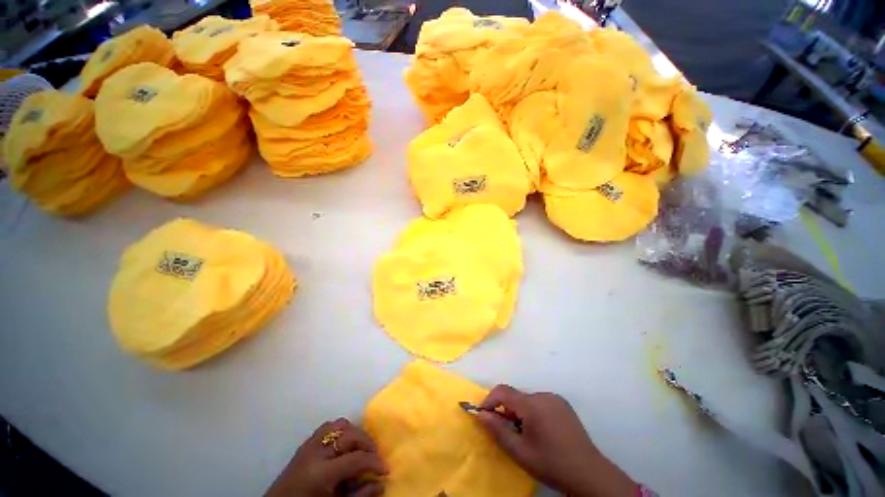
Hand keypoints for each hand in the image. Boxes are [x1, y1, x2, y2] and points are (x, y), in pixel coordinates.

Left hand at [265, 418, 387, 496]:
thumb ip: (359, 496)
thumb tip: (381, 484)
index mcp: (320, 473)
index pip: (355, 459)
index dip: (374, 463)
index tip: (386, 470)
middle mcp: (315, 452)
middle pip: (350, 435)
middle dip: (367, 443)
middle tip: (375, 457)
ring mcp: (308, 445)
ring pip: (339, 424)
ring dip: (354, 433)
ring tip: (361, 448)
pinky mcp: (305, 443)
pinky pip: (328, 426)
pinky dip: (341, 430)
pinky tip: (345, 445)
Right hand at [477, 385, 635, 496]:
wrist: (589, 474)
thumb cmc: (551, 464)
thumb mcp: (520, 452)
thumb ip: (497, 430)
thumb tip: (480, 414)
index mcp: (533, 404)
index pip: (503, 391)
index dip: (489, 401)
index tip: (483, 416)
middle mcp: (543, 395)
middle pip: (515, 396)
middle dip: (506, 411)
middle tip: (507, 433)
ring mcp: (555, 398)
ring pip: (527, 400)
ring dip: (520, 412)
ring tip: (526, 435)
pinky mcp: (563, 404)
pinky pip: (539, 402)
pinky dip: (532, 412)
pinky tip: (541, 432)